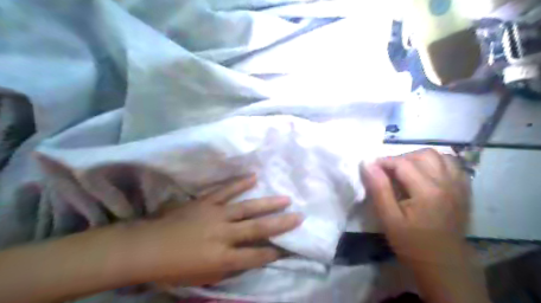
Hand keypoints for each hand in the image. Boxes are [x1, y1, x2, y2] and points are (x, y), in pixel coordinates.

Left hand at [129, 175, 302, 286]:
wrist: (145, 248)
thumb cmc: (174, 269)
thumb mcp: (204, 277)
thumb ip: (229, 268)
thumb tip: (248, 258)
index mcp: (222, 258)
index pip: (256, 256)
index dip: (275, 252)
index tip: (290, 246)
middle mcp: (224, 234)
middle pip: (258, 228)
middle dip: (282, 223)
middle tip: (300, 216)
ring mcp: (215, 215)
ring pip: (247, 207)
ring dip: (268, 203)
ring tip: (286, 198)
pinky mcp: (205, 202)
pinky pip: (225, 191)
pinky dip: (240, 183)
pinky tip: (253, 177)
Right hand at [360, 149, 471, 264]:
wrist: (443, 263)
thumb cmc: (412, 243)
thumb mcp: (389, 219)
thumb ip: (378, 189)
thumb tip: (367, 163)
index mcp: (428, 191)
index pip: (402, 163)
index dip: (383, 161)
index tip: (370, 168)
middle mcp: (447, 183)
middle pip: (423, 154)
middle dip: (401, 158)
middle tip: (388, 172)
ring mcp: (459, 185)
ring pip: (440, 156)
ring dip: (419, 158)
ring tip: (406, 171)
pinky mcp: (464, 190)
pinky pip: (452, 165)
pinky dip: (436, 163)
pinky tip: (426, 174)